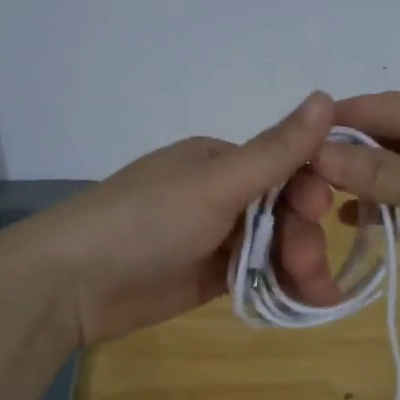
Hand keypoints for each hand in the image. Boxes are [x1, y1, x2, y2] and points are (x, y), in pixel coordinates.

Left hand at [9, 93, 344, 347]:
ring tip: (317, 298)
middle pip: (284, 212)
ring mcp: (213, 237)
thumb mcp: (216, 183)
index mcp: (221, 160)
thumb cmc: (147, 220)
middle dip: (303, 239)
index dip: (311, 191)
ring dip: (300, 267)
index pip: (286, 168)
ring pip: (274, 246)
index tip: (323, 214)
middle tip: (309, 271)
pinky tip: (302, 303)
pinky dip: (280, 286)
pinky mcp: (207, 275)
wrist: (72, 283)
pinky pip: (255, 275)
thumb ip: (276, 150)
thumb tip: (327, 96)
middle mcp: (221, 193)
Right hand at [311, 92, 399, 318]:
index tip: (290, 138)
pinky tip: (356, 222)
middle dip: (348, 154)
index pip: (388, 107)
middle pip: (393, 136)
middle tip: (297, 176)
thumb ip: (383, 173)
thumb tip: (316, 153)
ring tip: (319, 200)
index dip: (339, 121)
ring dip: (366, 182)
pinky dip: (390, 207)